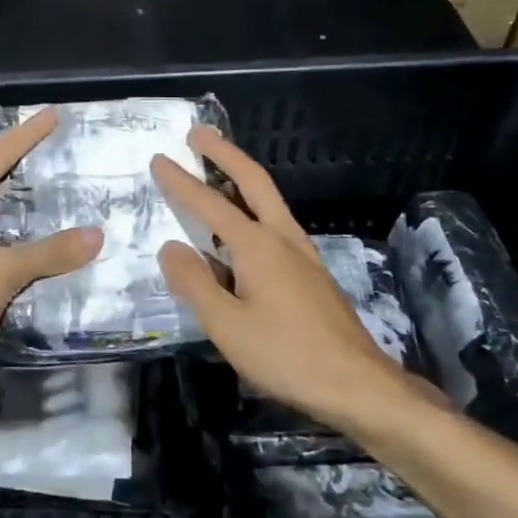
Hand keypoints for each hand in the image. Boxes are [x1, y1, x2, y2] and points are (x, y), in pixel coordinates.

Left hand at [0, 108, 101, 406]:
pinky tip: (69, 254)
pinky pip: (12, 263)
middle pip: (3, 192)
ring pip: (11, 231)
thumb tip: (99, 235)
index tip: (53, 115)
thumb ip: (48, 253)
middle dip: (36, 178)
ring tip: (82, 204)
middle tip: (75, 161)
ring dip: (40, 223)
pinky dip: (37, 259)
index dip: (25, 137)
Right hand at [151, 128, 438, 430]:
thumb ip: (194, 283)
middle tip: (199, 133)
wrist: (358, 384)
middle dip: (224, 154)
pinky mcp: (312, 274)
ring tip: (218, 171)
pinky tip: (244, 231)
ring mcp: (303, 254)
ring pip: (269, 201)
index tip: (160, 158)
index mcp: (257, 246)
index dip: (181, 182)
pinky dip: (254, 209)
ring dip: (242, 178)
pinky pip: (276, 226)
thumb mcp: (226, 325)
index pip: (210, 204)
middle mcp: (282, 239)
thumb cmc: (286, 355)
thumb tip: (169, 247)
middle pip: (253, 182)